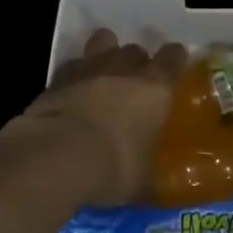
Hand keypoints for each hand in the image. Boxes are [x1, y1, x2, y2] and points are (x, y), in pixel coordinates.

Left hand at [21, 30, 185, 204]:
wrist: (57, 155)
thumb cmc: (113, 167)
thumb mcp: (140, 180)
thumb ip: (147, 173)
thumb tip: (152, 190)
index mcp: (155, 88)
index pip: (173, 57)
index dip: (175, 59)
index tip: (174, 67)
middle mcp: (125, 68)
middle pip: (136, 49)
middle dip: (136, 63)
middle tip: (134, 85)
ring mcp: (89, 67)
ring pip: (103, 42)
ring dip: (106, 53)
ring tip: (103, 74)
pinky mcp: (58, 76)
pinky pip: (73, 65)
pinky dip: (75, 74)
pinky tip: (73, 91)